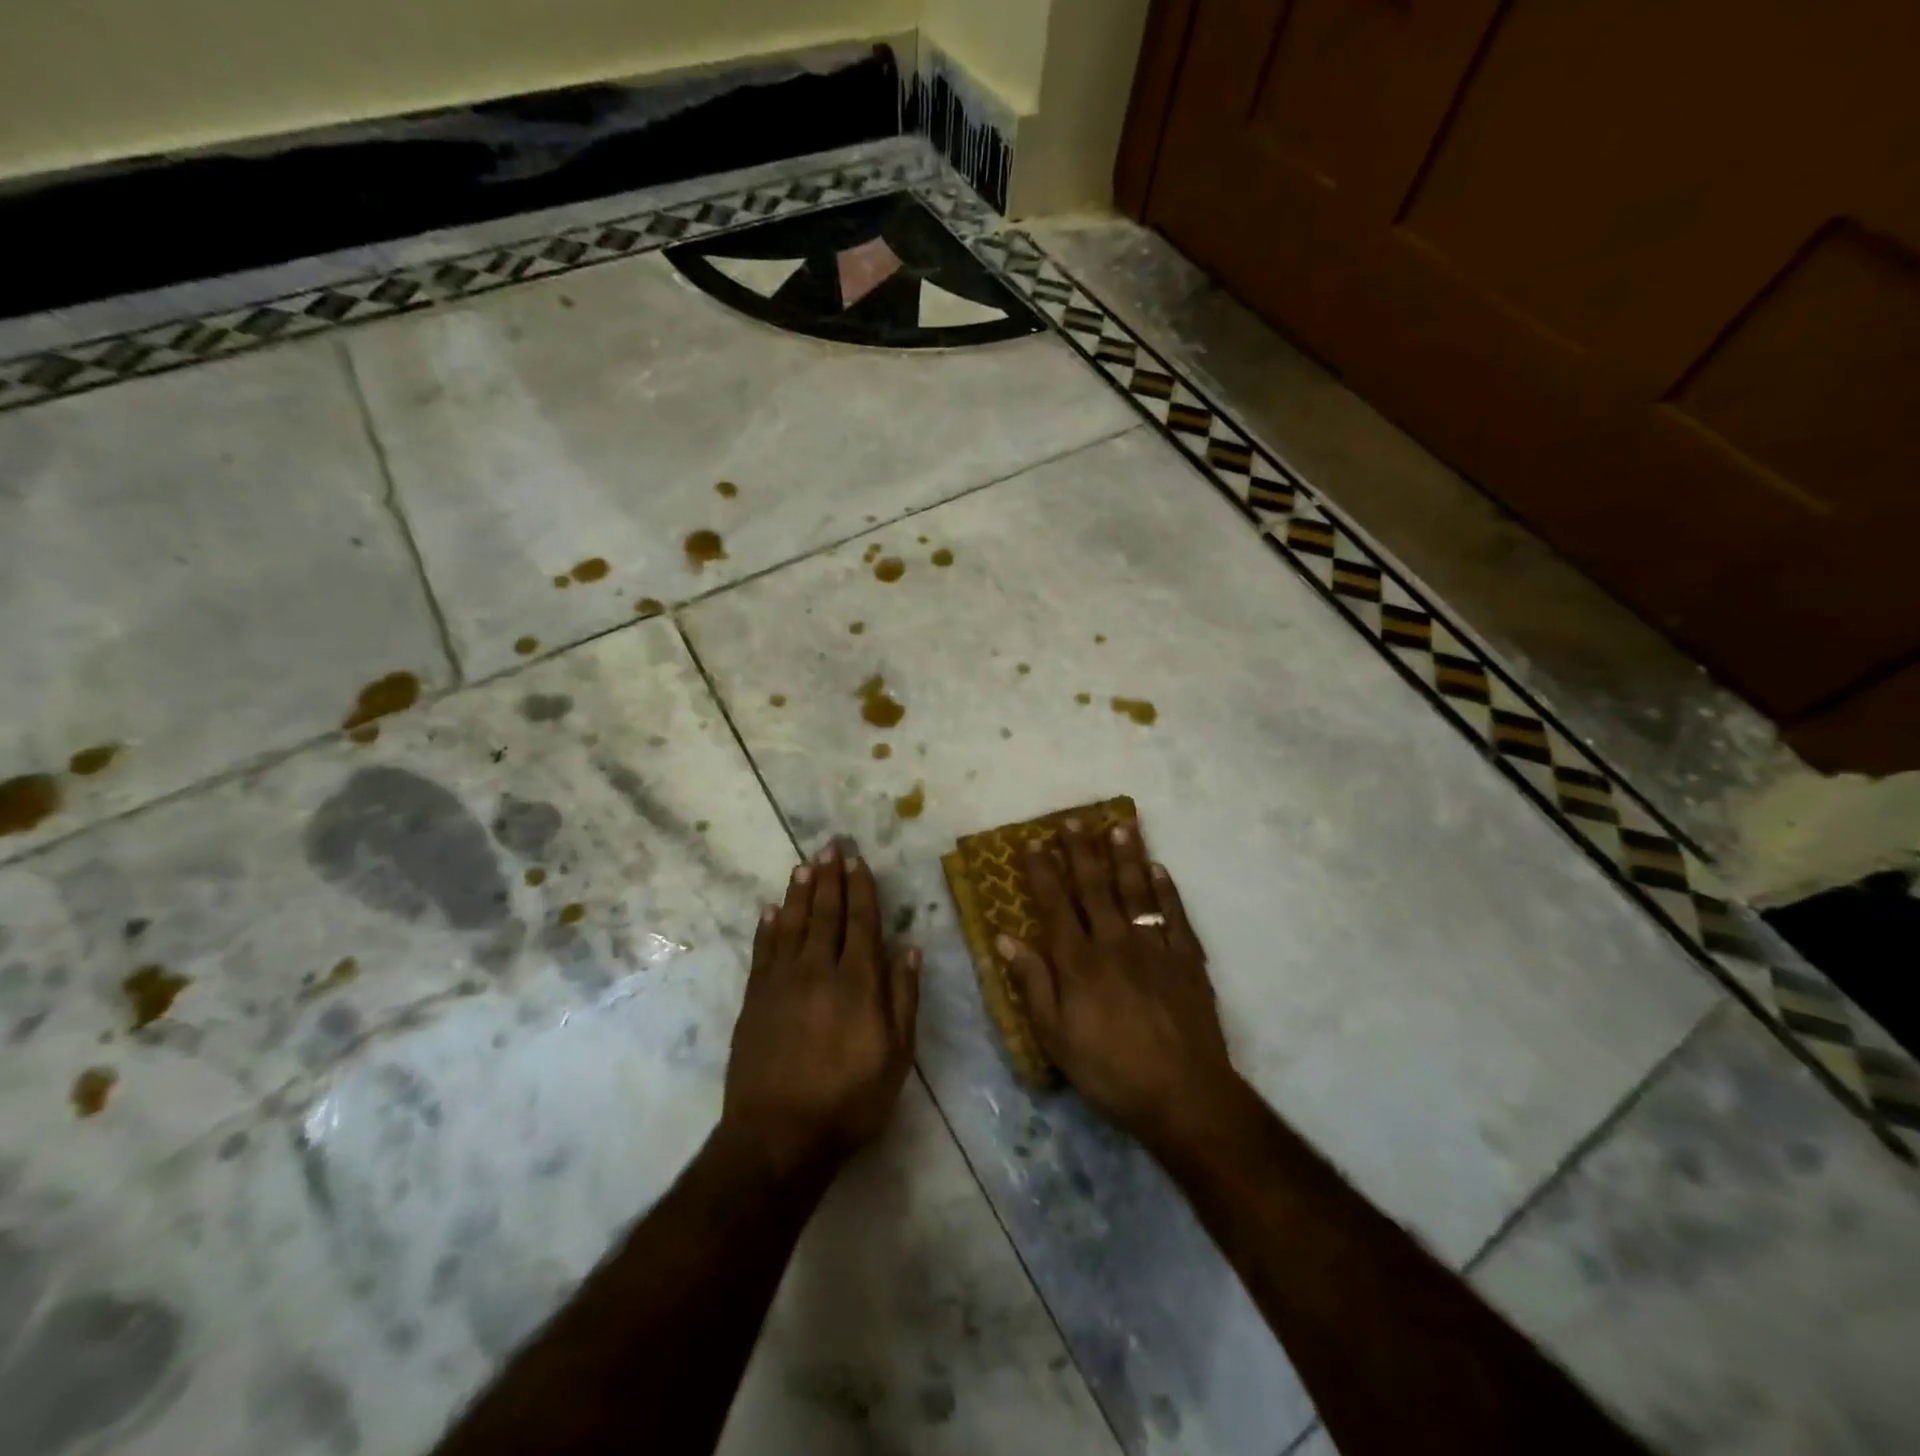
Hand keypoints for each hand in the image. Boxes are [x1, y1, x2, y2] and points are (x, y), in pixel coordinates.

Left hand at [722, 842, 920, 1174]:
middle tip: (830, 846)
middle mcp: (819, 971)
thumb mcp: (896, 1057)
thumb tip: (910, 948)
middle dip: (829, 878)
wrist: (778, 1136)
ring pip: (792, 925)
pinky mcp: (755, 1000)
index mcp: (857, 983)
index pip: (861, 923)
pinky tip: (771, 909)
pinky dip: (768, 927)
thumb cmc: (849, 1100)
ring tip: (804, 865)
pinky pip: (763, 951)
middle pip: (826, 914)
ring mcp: (782, 983)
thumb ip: (903, 998)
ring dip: (799, 893)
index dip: (861, 889)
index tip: (858, 861)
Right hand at [998, 820, 1241, 1154]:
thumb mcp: (1055, 1037)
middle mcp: (1114, 942)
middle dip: (1081, 851)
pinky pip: (1174, 914)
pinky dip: (1166, 889)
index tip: (1035, 842)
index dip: (1044, 871)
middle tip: (1074, 820)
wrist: (1182, 1093)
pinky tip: (1159, 869)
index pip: (1055, 904)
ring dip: (1126, 856)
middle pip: (1094, 887)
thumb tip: (1007, 938)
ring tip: (1120, 825)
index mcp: (1078, 961)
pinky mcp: (1187, 958)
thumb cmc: (1109, 1070)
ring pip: (1136, 890)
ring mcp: (1154, 946)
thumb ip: (1033, 983)